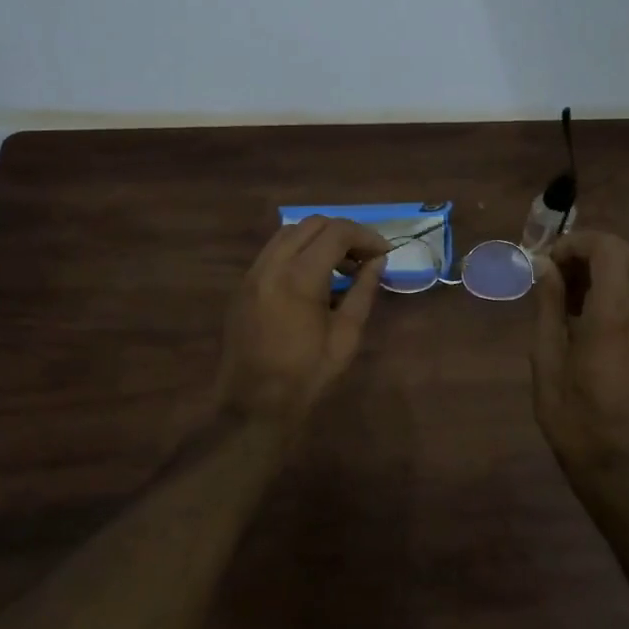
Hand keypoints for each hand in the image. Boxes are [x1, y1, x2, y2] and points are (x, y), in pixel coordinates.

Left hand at [216, 216, 391, 427]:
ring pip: (289, 233)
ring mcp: (253, 273)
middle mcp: (271, 265)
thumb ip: (363, 291)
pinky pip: (273, 251)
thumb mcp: (346, 335)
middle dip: (343, 233)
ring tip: (340, 266)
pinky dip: (297, 251)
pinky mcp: (243, 285)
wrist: (253, 404)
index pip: (336, 232)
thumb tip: (378, 262)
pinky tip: (313, 277)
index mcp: (299, 277)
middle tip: (365, 257)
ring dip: (318, 239)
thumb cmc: (307, 374)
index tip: (384, 252)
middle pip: (312, 224)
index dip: (365, 236)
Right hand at [531, 232, 628, 470]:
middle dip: (587, 251)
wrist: (616, 463)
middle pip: (625, 255)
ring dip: (597, 269)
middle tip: (552, 271)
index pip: (609, 249)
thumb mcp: (547, 358)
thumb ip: (548, 305)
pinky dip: (607, 289)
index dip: (577, 243)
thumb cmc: (572, 414)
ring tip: (560, 293)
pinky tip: (578, 314)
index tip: (547, 260)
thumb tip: (543, 266)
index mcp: (614, 316)